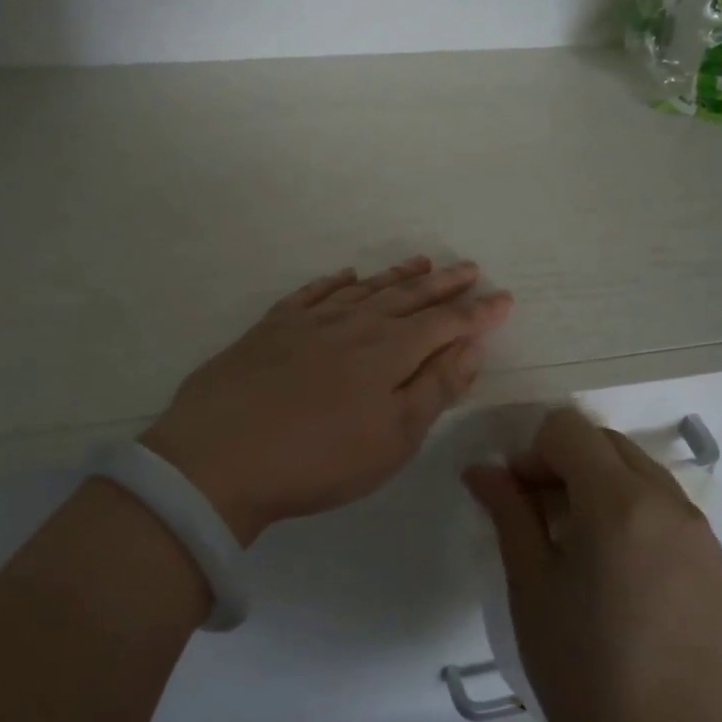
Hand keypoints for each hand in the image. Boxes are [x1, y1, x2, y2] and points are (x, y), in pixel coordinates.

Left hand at [143, 256, 512, 544]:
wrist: (218, 458)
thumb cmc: (318, 459)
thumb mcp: (393, 438)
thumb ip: (435, 388)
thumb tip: (471, 347)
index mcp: (389, 351)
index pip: (445, 323)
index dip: (477, 312)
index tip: (503, 298)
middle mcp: (354, 324)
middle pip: (408, 297)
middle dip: (444, 284)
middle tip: (469, 268)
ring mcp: (309, 321)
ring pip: (364, 288)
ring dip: (397, 276)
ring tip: (421, 262)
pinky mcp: (271, 327)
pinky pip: (312, 292)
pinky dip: (334, 281)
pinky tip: (345, 275)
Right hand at [463, 408, 721, 721]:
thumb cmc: (580, 671)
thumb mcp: (530, 585)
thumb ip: (508, 512)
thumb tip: (481, 469)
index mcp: (619, 501)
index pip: (569, 429)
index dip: (533, 452)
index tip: (518, 498)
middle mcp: (670, 503)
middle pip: (607, 444)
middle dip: (567, 463)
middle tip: (541, 518)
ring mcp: (703, 535)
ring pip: (642, 474)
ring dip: (603, 486)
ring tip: (581, 548)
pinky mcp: (721, 567)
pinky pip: (670, 513)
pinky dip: (636, 516)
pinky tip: (621, 578)